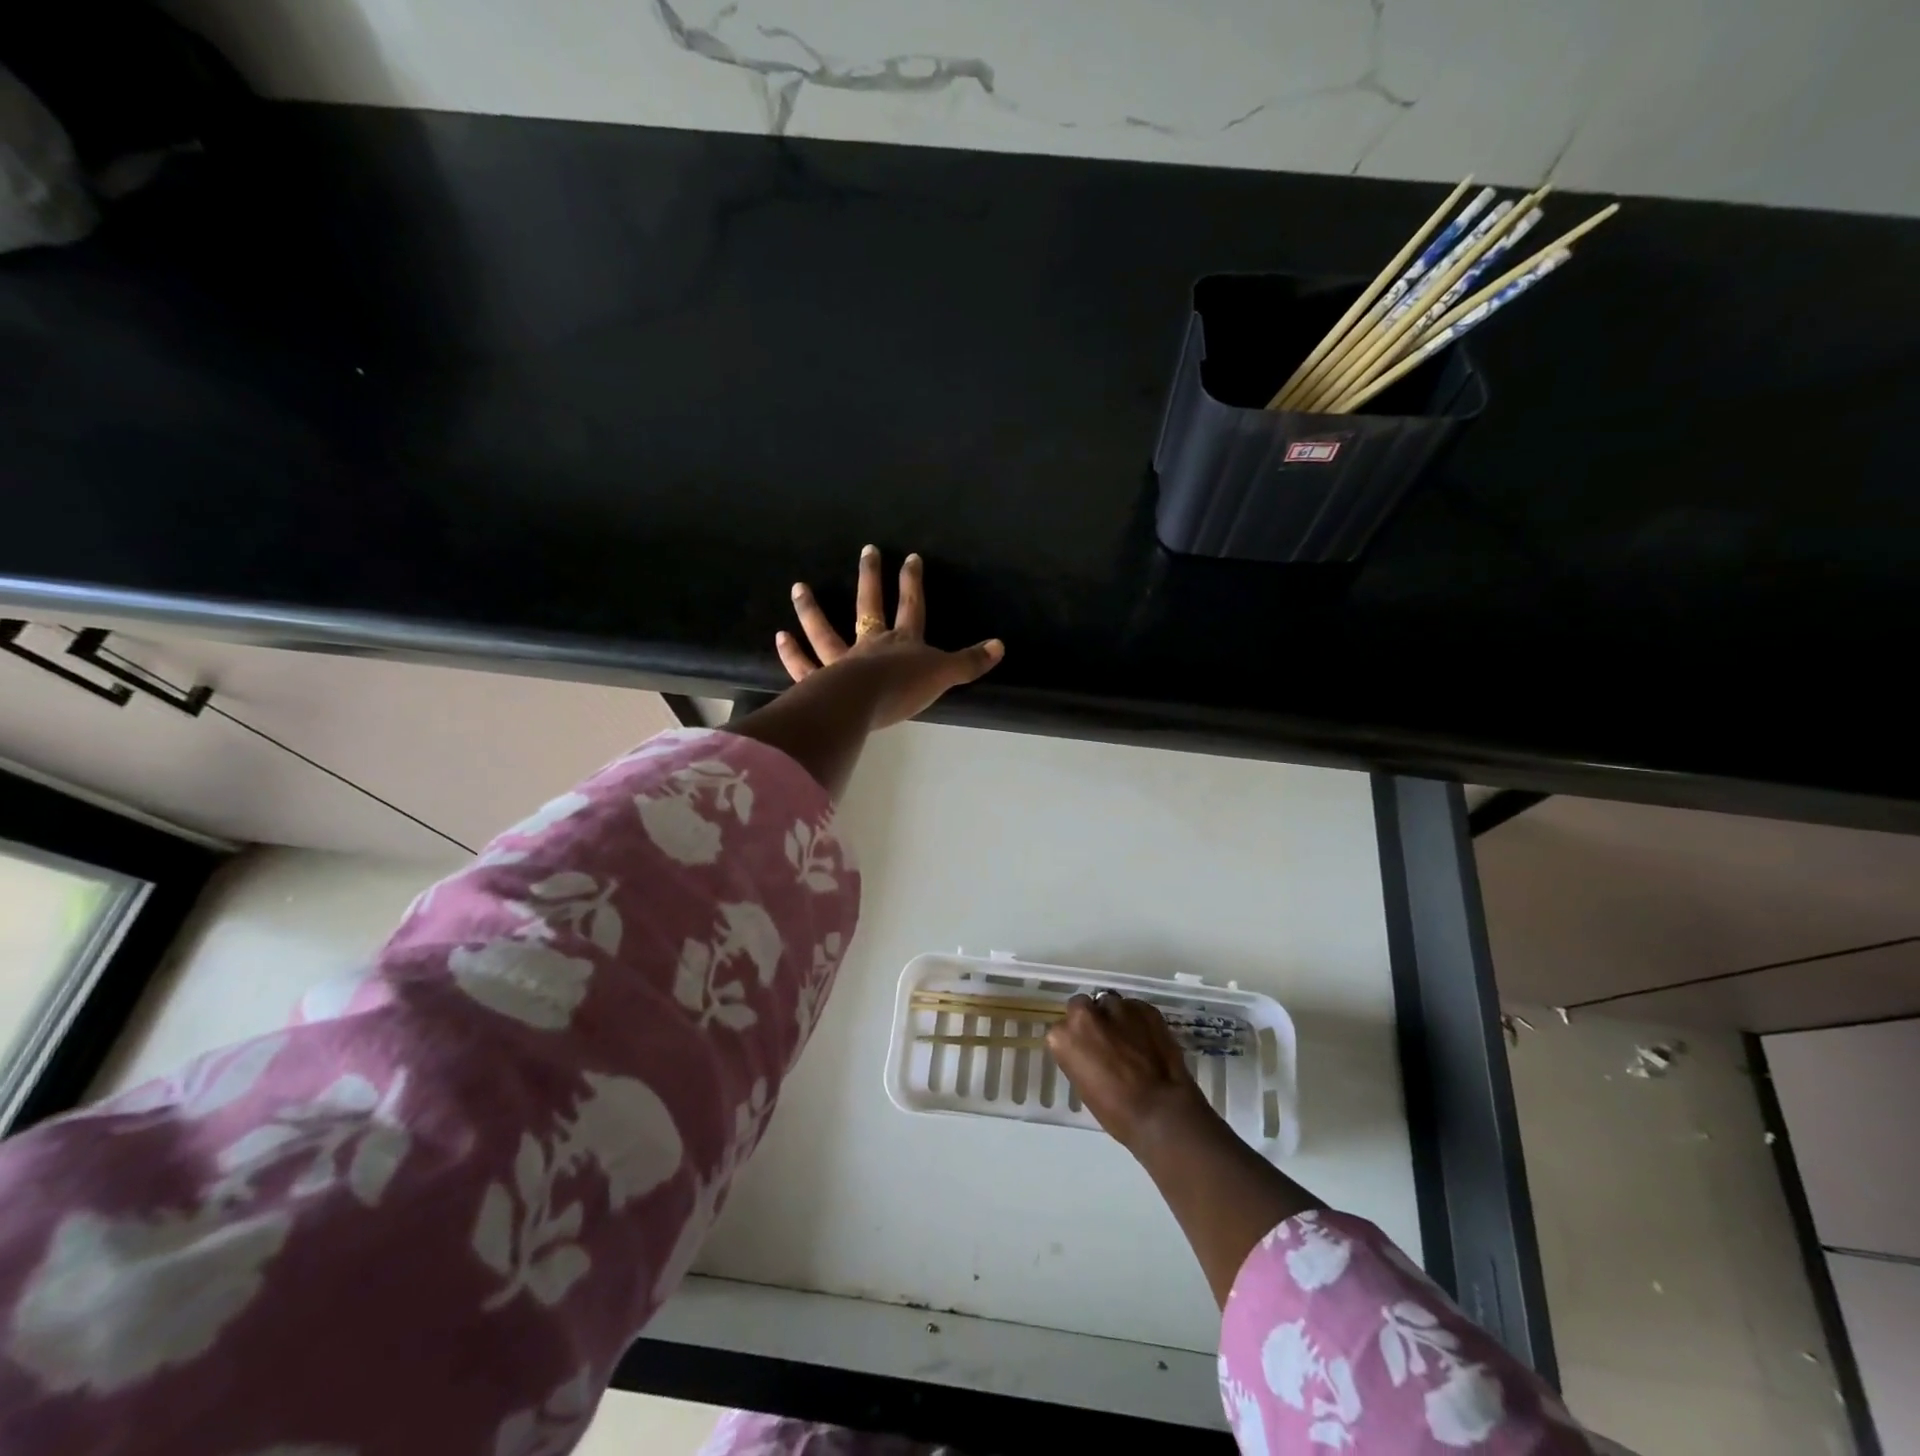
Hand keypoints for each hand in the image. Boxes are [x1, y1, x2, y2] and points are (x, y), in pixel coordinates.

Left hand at [777, 546, 1003, 728]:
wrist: (863, 704)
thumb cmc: (904, 688)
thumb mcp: (944, 674)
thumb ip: (969, 662)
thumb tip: (1000, 646)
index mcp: (902, 642)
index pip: (911, 606)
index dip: (912, 583)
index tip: (910, 558)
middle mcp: (870, 644)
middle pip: (869, 606)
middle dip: (870, 578)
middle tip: (866, 550)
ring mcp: (842, 661)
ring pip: (824, 631)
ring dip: (811, 610)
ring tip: (799, 587)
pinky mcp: (820, 681)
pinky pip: (804, 666)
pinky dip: (792, 653)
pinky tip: (781, 637)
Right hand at [1045, 992, 1216, 1152]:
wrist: (1161, 1111)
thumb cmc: (1116, 1111)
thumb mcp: (1083, 1084)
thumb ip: (1080, 1056)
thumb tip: (1091, 1050)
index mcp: (1063, 1036)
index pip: (1062, 1029)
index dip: (1076, 1041)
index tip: (1086, 1053)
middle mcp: (1085, 1013)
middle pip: (1082, 1006)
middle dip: (1092, 1020)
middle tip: (1106, 1042)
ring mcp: (1117, 1006)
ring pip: (1111, 1004)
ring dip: (1116, 1018)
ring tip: (1131, 1040)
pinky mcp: (1145, 1008)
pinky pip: (1136, 1009)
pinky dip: (1139, 1021)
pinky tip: (1148, 1041)